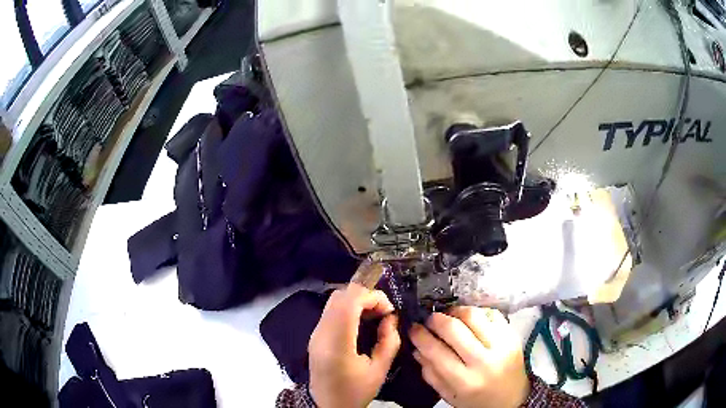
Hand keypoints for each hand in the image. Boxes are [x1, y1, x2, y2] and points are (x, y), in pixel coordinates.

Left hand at [308, 283, 400, 407]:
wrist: (327, 405)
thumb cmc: (354, 391)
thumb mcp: (379, 370)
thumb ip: (389, 342)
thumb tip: (391, 318)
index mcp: (336, 343)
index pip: (349, 301)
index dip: (372, 297)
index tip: (389, 311)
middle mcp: (321, 332)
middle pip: (340, 296)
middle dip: (366, 297)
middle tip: (383, 313)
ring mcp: (315, 332)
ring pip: (334, 300)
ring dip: (357, 301)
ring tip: (374, 316)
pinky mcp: (315, 335)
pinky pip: (331, 311)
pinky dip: (348, 308)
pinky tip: (361, 322)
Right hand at [410, 307, 529, 407]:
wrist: (512, 399)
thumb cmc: (477, 400)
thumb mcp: (449, 395)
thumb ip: (430, 374)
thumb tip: (417, 348)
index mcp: (465, 381)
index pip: (436, 351)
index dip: (420, 336)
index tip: (413, 328)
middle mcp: (484, 361)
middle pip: (454, 328)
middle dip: (436, 320)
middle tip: (429, 320)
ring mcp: (502, 345)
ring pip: (474, 315)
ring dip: (456, 312)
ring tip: (449, 317)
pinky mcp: (512, 335)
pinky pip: (492, 313)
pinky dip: (477, 313)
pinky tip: (470, 321)